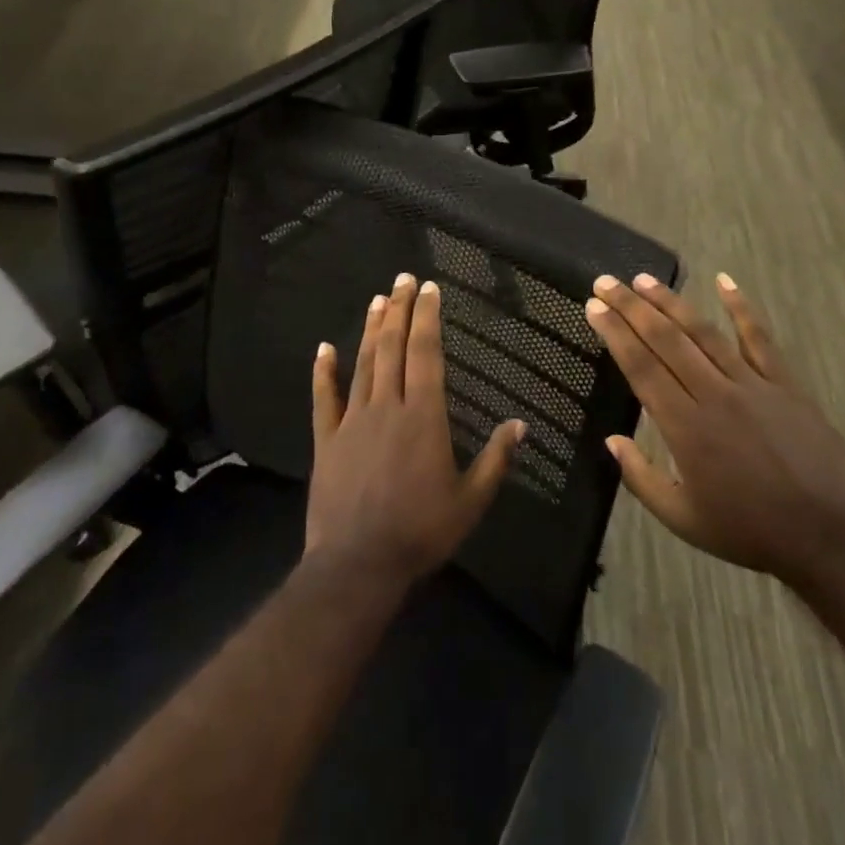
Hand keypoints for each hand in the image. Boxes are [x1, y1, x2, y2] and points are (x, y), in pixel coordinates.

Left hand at [308, 273, 524, 587]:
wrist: (358, 565)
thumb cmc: (421, 532)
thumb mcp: (471, 501)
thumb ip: (496, 460)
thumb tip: (521, 425)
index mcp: (423, 417)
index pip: (426, 355)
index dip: (427, 318)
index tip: (429, 289)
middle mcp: (387, 408)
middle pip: (393, 349)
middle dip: (400, 311)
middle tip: (402, 279)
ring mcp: (352, 422)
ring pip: (362, 365)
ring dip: (370, 330)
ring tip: (377, 299)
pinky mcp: (326, 441)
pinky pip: (323, 399)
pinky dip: (323, 372)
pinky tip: (323, 348)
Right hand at [585, 272, 844, 580]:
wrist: (827, 535)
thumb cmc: (748, 530)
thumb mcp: (682, 518)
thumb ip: (641, 478)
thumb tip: (612, 439)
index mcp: (684, 426)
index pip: (641, 366)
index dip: (615, 333)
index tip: (594, 307)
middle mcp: (714, 394)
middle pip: (666, 340)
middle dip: (632, 307)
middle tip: (607, 282)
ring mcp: (752, 384)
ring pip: (704, 332)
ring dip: (672, 302)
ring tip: (645, 279)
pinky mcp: (785, 383)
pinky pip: (760, 338)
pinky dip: (742, 308)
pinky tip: (725, 281)